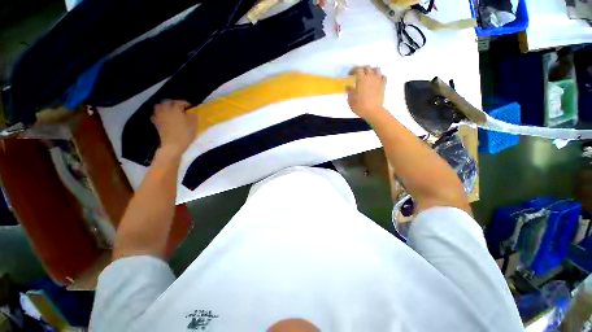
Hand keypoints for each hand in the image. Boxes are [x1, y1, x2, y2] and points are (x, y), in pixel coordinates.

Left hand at [151, 100, 196, 154]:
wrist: (173, 145)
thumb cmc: (185, 134)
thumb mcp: (193, 125)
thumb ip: (193, 116)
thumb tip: (193, 112)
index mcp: (176, 109)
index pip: (180, 102)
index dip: (186, 103)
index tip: (191, 107)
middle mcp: (166, 110)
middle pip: (168, 102)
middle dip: (174, 103)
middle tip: (181, 107)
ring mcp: (159, 116)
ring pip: (159, 106)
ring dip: (165, 106)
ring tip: (171, 110)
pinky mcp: (156, 122)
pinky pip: (155, 114)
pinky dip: (159, 113)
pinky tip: (164, 117)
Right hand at [346, 66, 387, 120]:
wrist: (373, 111)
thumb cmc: (360, 106)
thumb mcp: (351, 100)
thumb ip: (349, 91)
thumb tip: (348, 86)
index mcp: (361, 80)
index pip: (357, 69)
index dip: (353, 70)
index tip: (350, 74)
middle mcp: (370, 77)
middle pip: (367, 67)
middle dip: (362, 69)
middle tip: (358, 74)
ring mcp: (378, 80)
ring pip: (376, 69)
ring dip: (371, 70)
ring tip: (368, 75)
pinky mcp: (383, 85)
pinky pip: (383, 76)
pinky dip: (379, 76)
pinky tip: (376, 80)